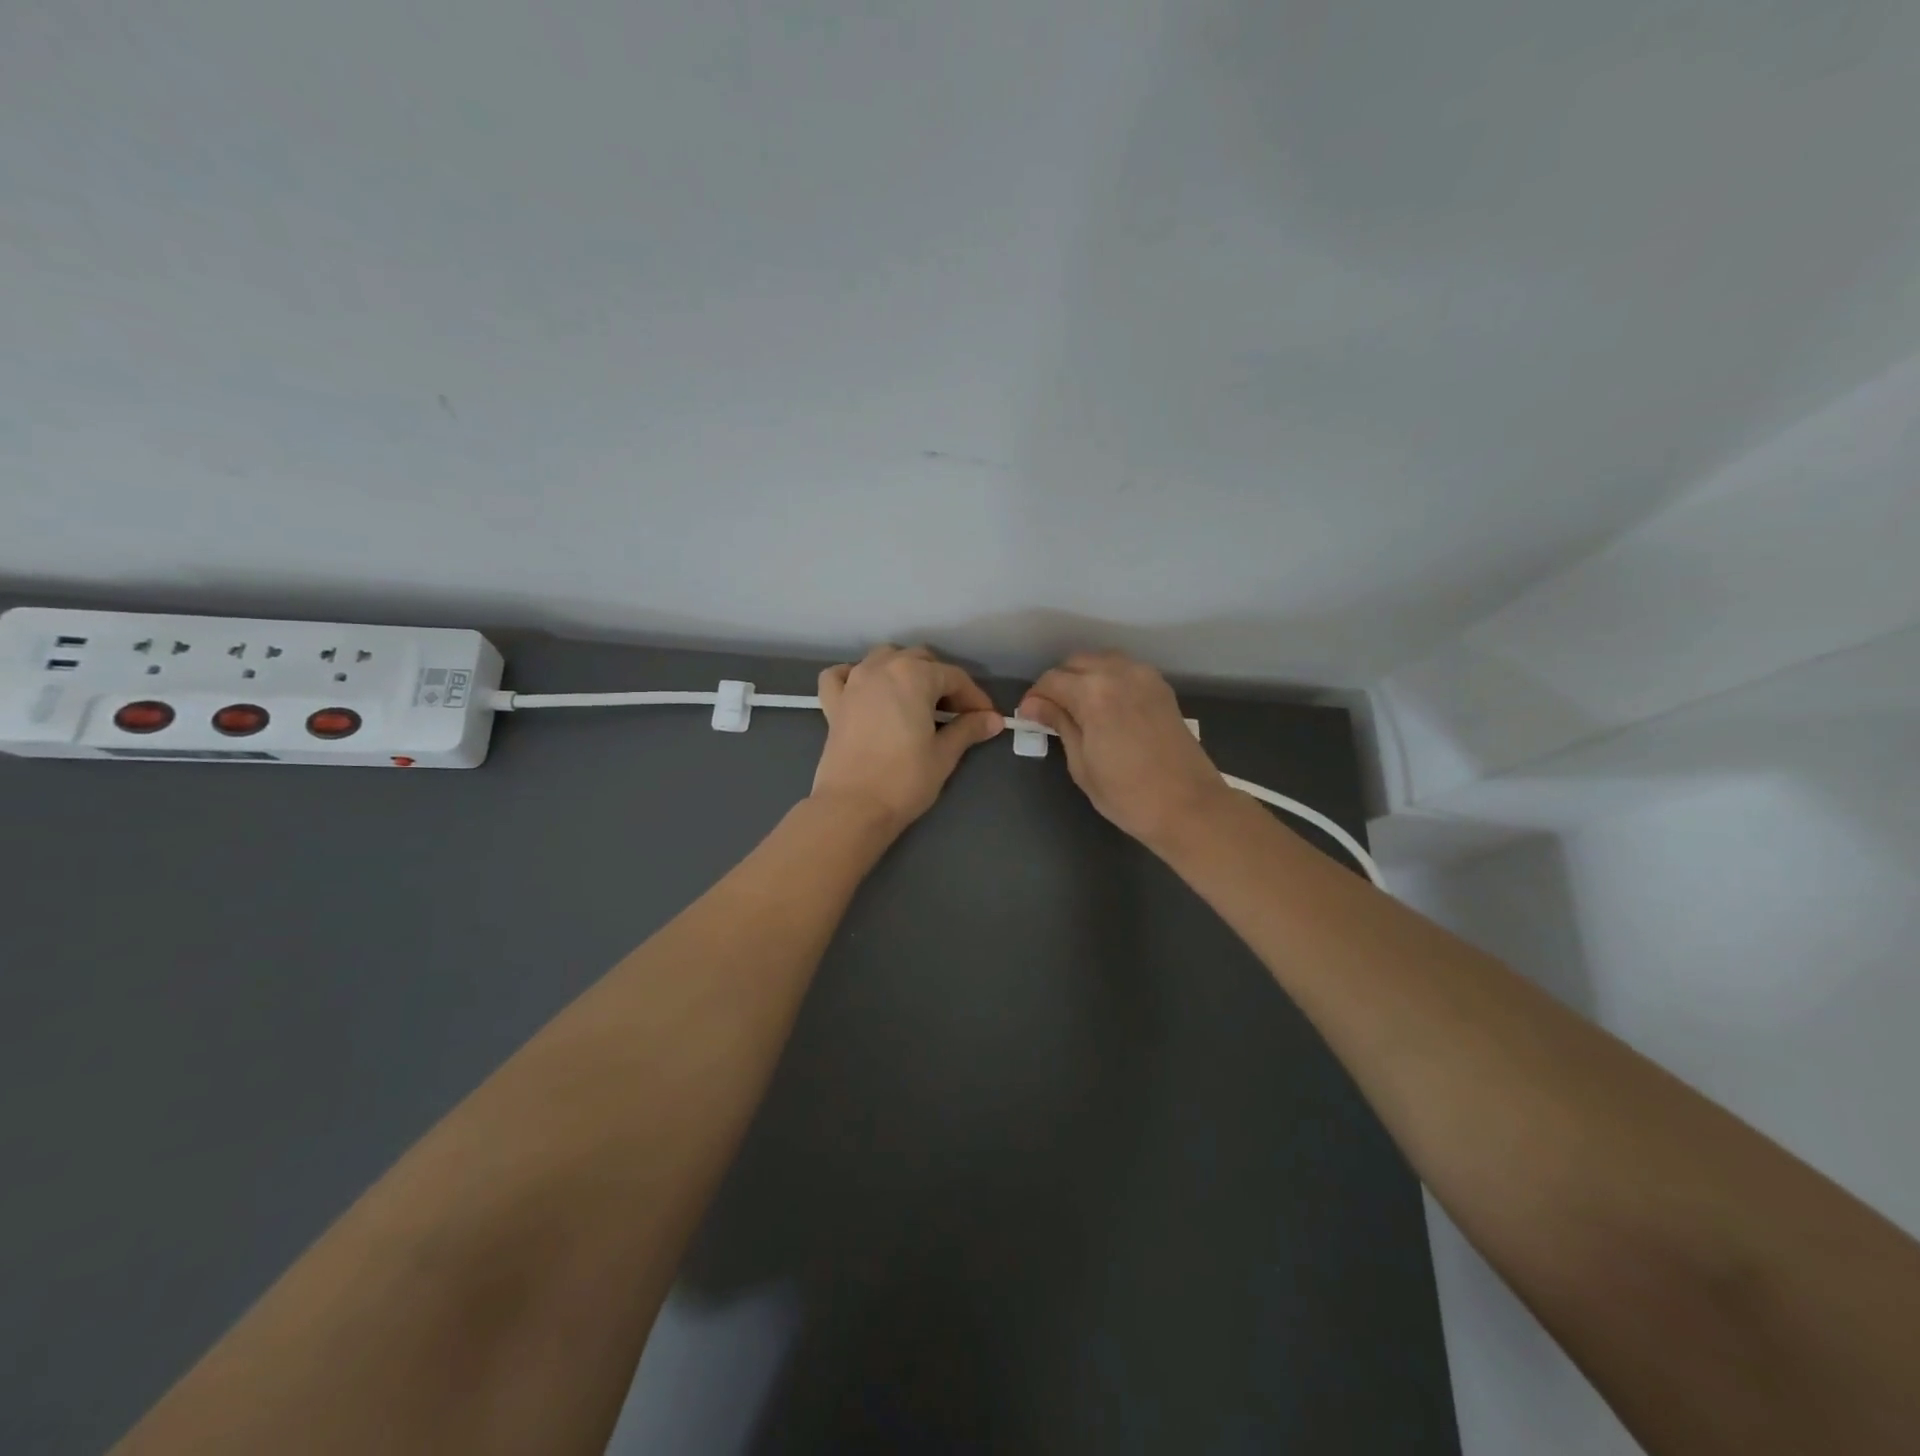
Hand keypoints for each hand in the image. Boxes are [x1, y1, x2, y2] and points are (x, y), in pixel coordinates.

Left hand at [811, 645, 1003, 832]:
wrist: (853, 807)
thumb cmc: (904, 779)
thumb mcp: (944, 754)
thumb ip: (968, 729)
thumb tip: (993, 720)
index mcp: (913, 675)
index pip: (954, 677)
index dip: (974, 697)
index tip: (987, 718)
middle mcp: (881, 668)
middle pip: (920, 660)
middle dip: (942, 681)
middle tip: (956, 713)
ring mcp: (853, 683)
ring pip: (883, 658)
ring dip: (904, 671)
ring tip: (917, 699)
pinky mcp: (833, 703)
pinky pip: (841, 675)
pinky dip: (855, 676)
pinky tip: (866, 691)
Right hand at [1019, 651, 1235, 852]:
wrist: (1189, 806)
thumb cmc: (1127, 795)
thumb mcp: (1081, 764)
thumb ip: (1060, 724)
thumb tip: (1034, 706)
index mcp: (1093, 693)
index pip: (1052, 680)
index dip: (1035, 698)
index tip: (1029, 717)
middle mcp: (1119, 673)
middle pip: (1076, 663)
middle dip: (1059, 683)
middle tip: (1051, 713)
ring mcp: (1145, 677)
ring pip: (1102, 661)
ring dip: (1084, 677)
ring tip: (1078, 709)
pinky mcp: (1161, 688)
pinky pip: (1125, 670)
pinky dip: (1109, 679)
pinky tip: (1106, 707)